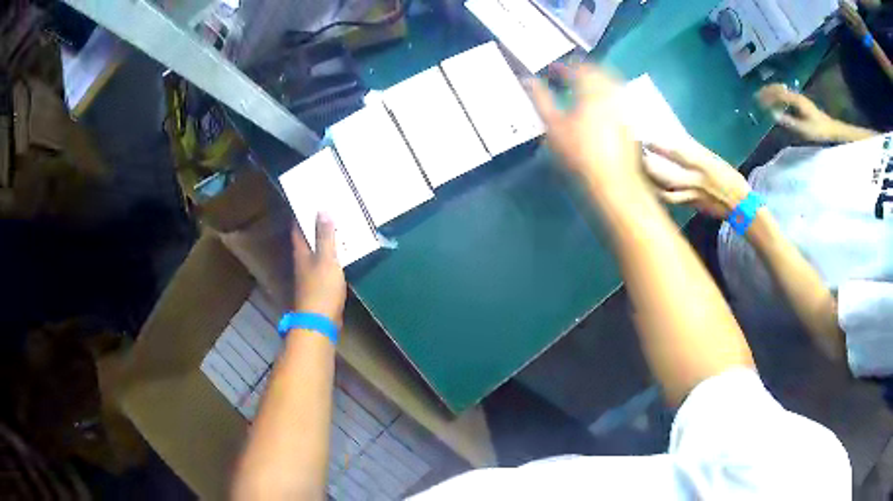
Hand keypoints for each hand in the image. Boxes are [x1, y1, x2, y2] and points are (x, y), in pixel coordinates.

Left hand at [292, 213, 346, 322]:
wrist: (320, 321)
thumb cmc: (321, 288)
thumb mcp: (326, 259)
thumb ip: (325, 236)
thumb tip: (322, 210)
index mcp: (301, 252)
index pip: (297, 227)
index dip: (301, 213)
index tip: (310, 199)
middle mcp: (303, 260)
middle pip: (307, 238)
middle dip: (315, 224)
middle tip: (329, 207)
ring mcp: (311, 273)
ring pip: (317, 250)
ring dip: (325, 239)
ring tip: (339, 224)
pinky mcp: (320, 284)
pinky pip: (326, 262)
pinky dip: (333, 254)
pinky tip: (343, 251)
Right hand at [528, 64, 644, 196]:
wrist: (613, 181)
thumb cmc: (579, 154)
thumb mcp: (553, 126)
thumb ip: (540, 99)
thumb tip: (527, 81)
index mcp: (591, 89)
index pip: (576, 67)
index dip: (561, 67)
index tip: (550, 71)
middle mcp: (611, 91)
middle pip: (596, 70)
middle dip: (579, 70)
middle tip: (565, 77)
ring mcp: (623, 105)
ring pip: (609, 81)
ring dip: (593, 80)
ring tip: (580, 89)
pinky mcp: (630, 118)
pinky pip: (616, 95)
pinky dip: (604, 93)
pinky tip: (597, 106)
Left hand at [643, 140, 750, 218]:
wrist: (740, 205)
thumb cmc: (729, 178)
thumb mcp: (714, 161)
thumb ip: (696, 153)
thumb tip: (677, 143)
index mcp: (702, 165)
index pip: (677, 154)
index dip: (658, 147)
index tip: (645, 140)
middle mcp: (695, 181)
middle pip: (666, 175)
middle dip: (649, 167)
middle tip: (636, 157)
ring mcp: (692, 196)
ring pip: (665, 191)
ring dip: (651, 182)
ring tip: (639, 173)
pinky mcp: (691, 206)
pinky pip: (671, 200)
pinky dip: (659, 194)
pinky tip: (651, 188)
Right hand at [757, 84, 839, 141]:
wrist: (830, 129)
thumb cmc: (818, 130)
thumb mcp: (804, 129)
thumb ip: (789, 122)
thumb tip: (773, 115)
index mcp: (796, 100)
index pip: (778, 94)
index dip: (767, 96)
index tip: (757, 100)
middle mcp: (796, 95)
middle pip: (778, 88)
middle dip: (766, 91)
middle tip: (756, 96)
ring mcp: (798, 97)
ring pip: (781, 89)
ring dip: (771, 91)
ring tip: (763, 97)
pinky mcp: (800, 101)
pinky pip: (785, 94)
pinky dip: (777, 95)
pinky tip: (774, 101)